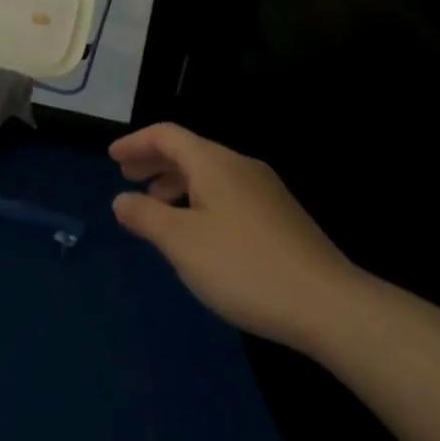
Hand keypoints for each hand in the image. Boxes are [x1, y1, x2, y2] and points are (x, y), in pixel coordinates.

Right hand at [111, 122, 356, 346]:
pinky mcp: (279, 217)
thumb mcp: (181, 242)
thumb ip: (145, 216)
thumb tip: (121, 200)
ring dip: (176, 184)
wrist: (327, 304)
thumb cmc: (243, 266)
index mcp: (214, 163)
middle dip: (154, 162)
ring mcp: (265, 191)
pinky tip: (196, 232)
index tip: (112, 158)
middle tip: (127, 179)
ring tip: (156, 208)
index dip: (136, 143)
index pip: (167, 135)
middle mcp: (241, 167)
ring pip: (209, 175)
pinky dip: (199, 200)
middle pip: (189, 151)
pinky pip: (226, 193)